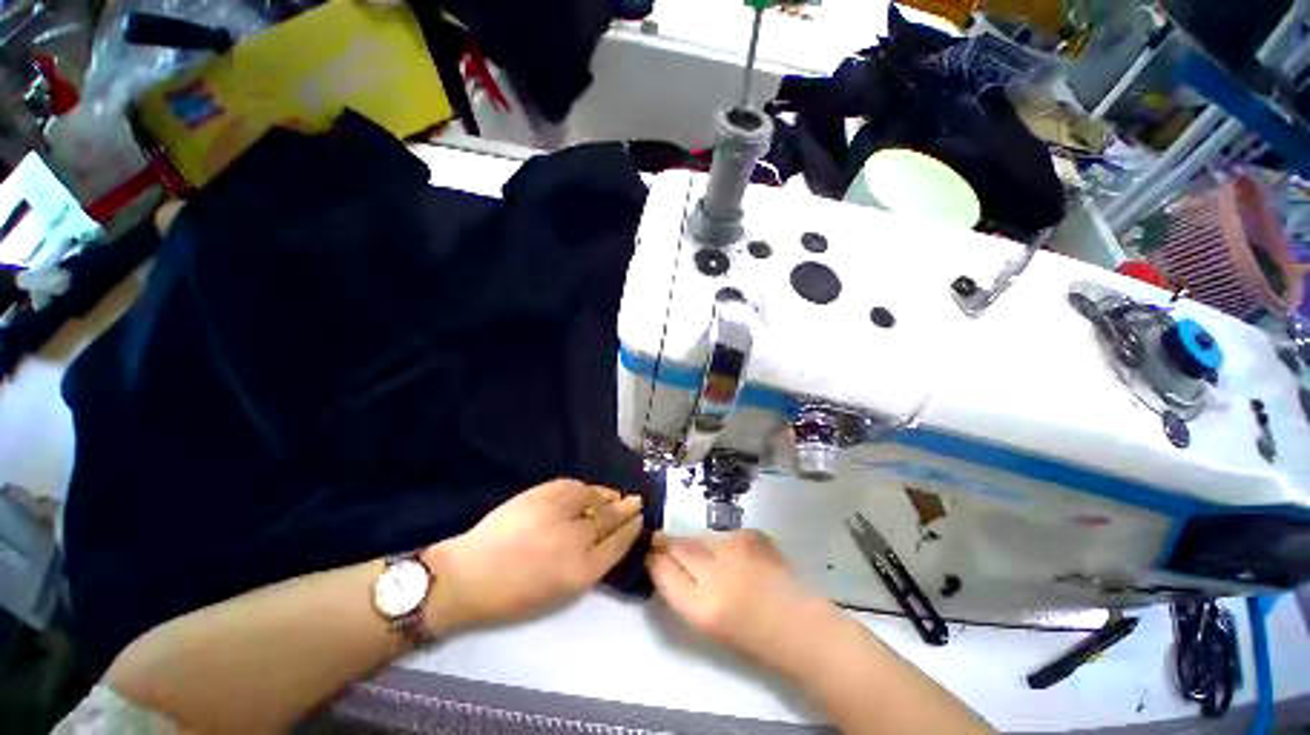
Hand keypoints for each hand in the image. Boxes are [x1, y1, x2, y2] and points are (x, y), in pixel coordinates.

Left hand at [423, 479, 642, 629]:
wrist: (468, 576)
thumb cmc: (513, 596)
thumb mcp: (559, 593)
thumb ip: (589, 566)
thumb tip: (607, 541)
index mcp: (582, 571)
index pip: (618, 543)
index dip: (631, 530)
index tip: (639, 521)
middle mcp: (576, 539)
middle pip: (611, 518)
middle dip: (626, 509)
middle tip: (636, 502)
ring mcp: (559, 512)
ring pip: (595, 499)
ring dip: (610, 496)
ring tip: (617, 495)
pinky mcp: (542, 495)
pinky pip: (575, 486)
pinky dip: (587, 488)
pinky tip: (592, 490)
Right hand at [646, 530, 833, 671]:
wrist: (800, 626)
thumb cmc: (751, 636)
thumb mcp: (706, 623)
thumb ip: (681, 591)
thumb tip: (662, 563)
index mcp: (702, 607)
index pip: (663, 570)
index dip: (654, 559)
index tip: (649, 554)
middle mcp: (716, 572)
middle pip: (679, 546)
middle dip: (666, 542)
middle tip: (660, 541)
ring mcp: (736, 548)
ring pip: (701, 536)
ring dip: (695, 543)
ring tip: (704, 555)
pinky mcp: (751, 535)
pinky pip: (724, 534)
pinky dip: (721, 542)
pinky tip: (733, 557)